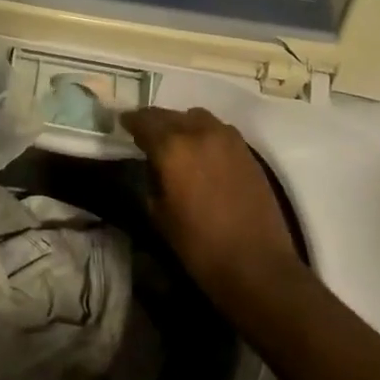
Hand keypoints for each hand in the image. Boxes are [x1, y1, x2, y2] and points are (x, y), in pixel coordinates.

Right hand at [120, 106, 301, 305]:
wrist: (256, 264)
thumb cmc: (199, 245)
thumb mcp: (159, 214)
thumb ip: (150, 178)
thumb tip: (151, 164)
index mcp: (172, 147)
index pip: (143, 121)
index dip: (130, 122)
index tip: (123, 126)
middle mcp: (199, 132)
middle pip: (169, 115)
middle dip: (154, 122)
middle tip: (145, 134)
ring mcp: (227, 138)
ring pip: (196, 117)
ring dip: (181, 124)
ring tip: (176, 142)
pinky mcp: (246, 150)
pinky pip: (217, 130)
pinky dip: (203, 134)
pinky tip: (201, 153)